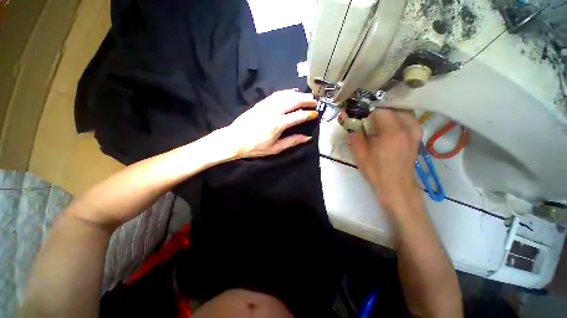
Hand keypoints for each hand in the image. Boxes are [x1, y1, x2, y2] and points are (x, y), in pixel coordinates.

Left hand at [222, 90, 318, 157]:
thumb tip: (307, 138)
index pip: (298, 116)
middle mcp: (273, 111)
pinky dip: (285, 92)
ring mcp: (266, 105)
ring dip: (297, 94)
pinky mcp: (261, 103)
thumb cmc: (255, 147)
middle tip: (314, 100)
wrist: (235, 139)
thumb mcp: (275, 149)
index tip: (315, 114)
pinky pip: (276, 94)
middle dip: (306, 99)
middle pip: (293, 101)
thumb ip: (292, 142)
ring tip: (305, 95)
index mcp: (278, 124)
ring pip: (285, 95)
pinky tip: (290, 92)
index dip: (308, 114)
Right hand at [349, 108, 421, 208]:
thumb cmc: (376, 170)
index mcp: (392, 132)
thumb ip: (354, 133)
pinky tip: (387, 124)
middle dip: (377, 108)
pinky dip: (396, 115)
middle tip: (366, 115)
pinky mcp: (417, 134)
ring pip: (401, 109)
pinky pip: (407, 116)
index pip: (379, 109)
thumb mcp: (359, 153)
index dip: (366, 109)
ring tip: (376, 118)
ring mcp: (415, 129)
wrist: (396, 185)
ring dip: (388, 111)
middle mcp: (407, 127)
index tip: (358, 113)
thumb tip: (347, 118)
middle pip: (392, 106)